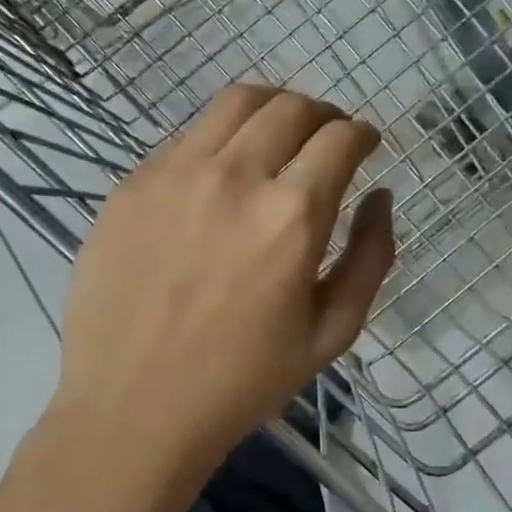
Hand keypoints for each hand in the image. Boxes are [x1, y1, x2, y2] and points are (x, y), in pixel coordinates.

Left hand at [48, 85, 395, 510]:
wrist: (133, 409)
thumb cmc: (242, 382)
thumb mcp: (332, 333)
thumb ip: (370, 256)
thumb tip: (379, 196)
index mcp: (291, 215)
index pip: (340, 138)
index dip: (361, 134)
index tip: (364, 145)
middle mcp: (234, 176)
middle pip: (291, 106)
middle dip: (322, 114)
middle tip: (326, 139)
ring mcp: (174, 173)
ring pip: (234, 102)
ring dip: (271, 109)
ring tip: (276, 135)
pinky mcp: (131, 185)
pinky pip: (186, 138)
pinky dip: (219, 141)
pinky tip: (218, 177)